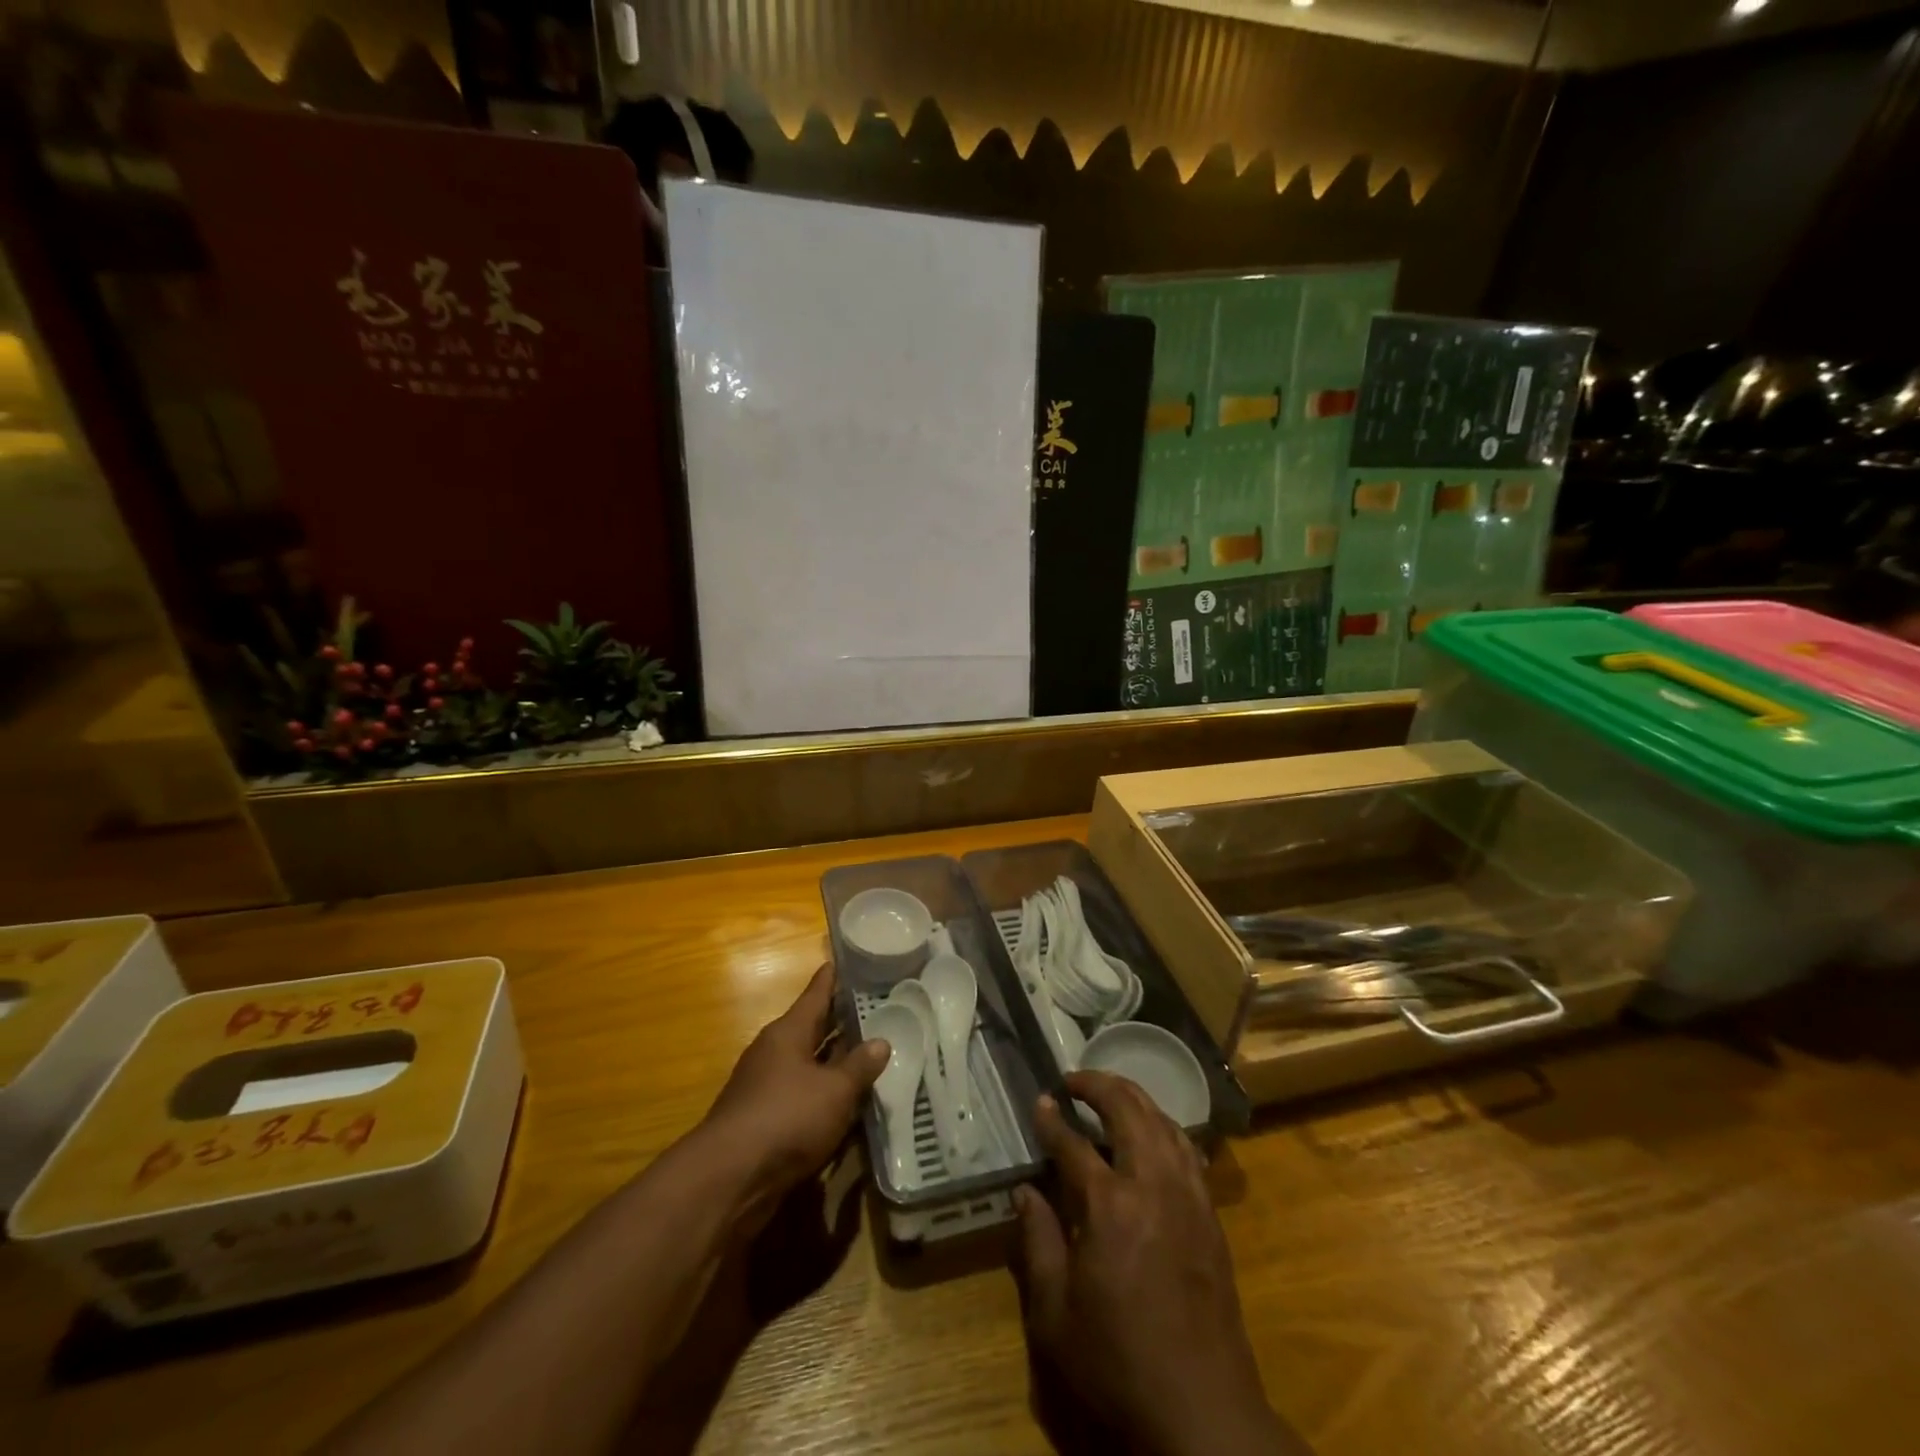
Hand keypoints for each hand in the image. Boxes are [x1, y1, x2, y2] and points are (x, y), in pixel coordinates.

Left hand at [699, 965, 887, 1218]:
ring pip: (807, 1065)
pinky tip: (846, 1105)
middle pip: (811, 1029)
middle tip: (873, 1009)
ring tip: (867, 1056)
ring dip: (833, 1063)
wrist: (729, 1180)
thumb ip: (860, 1066)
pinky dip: (823, 1096)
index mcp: (787, 1033)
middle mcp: (774, 1053)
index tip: (843, 960)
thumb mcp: (835, 1091)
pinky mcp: (763, 1122)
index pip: (815, 995)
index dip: (831, 979)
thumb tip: (881, 1042)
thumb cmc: (786, 1118)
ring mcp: (765, 1088)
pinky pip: (801, 1098)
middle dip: (838, 1022)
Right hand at [1014, 1072, 1305, 1455]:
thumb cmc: (1118, 1363)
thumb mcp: (1055, 1314)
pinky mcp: (1210, 1215)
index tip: (1039, 1100)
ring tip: (1110, 1093)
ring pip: (1162, 1121)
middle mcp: (1152, 1185)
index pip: (1073, 1144)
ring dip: (1134, 1098)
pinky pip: (1186, 1149)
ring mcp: (1187, 1196)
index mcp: (1109, 1206)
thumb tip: (1025, 1191)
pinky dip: (1164, 1126)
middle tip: (1074, 1080)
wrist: (1203, 1411)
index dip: (1052, 1119)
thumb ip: (1038, 1242)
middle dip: (1098, 1085)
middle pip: (1127, 1109)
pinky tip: (1152, 1133)